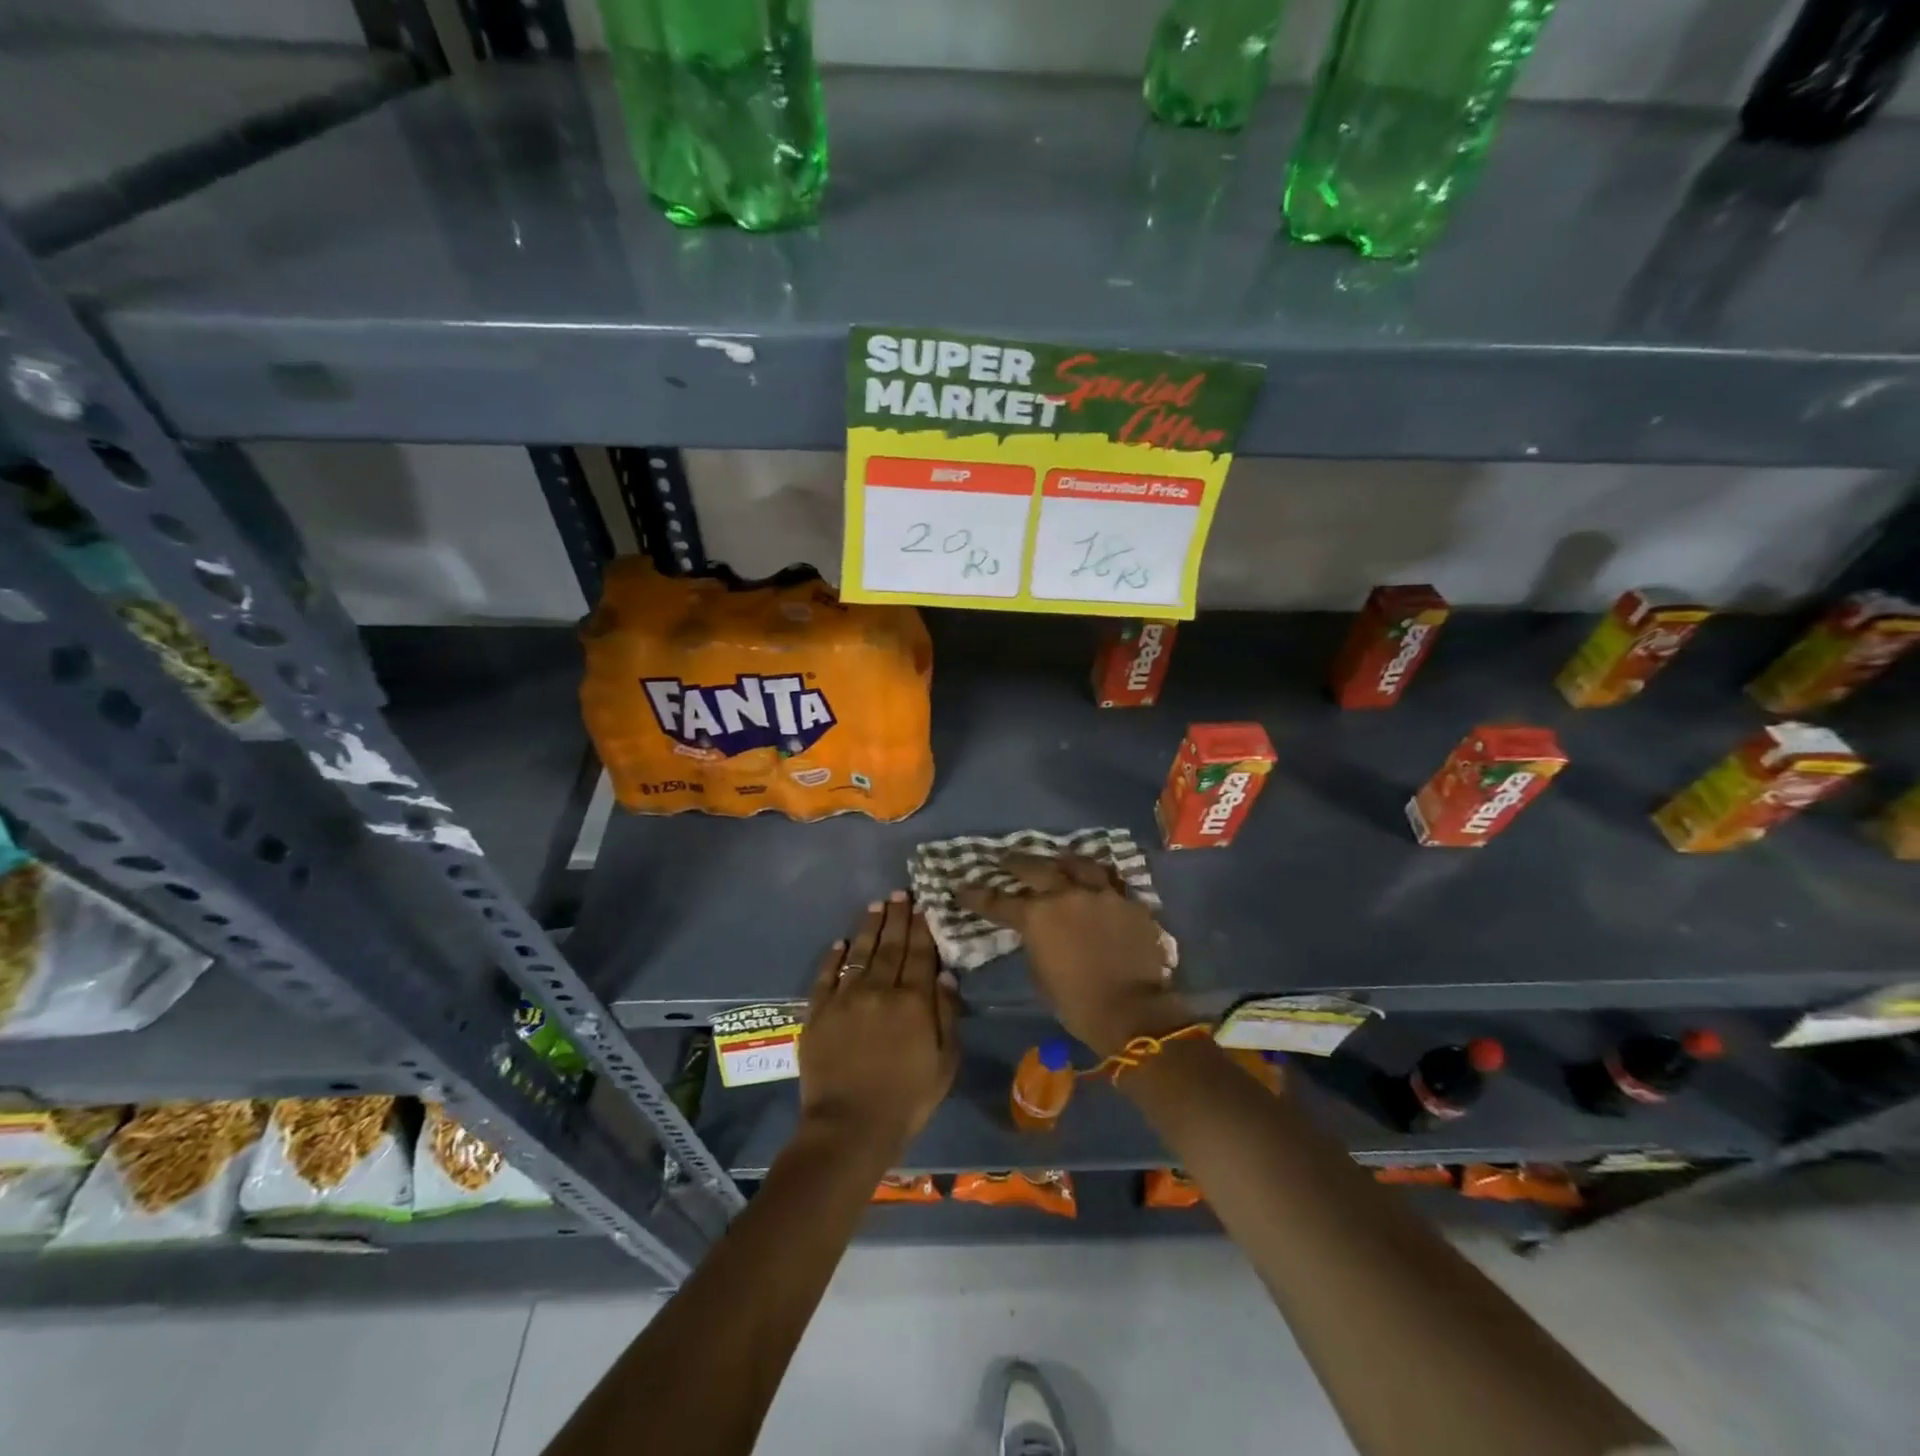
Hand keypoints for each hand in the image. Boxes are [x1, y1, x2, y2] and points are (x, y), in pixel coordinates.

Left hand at [798, 891, 959, 1163]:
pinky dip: (833, 958)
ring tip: (876, 905)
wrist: (849, 1128)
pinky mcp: (818, 1013)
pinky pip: (826, 977)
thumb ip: (946, 1015)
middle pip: (890, 946)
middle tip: (900, 892)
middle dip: (897, 917)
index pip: (919, 954)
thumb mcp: (944, 1063)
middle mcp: (879, 990)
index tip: (924, 904)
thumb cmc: (906, 1100)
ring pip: (860, 953)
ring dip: (869, 927)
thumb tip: (944, 974)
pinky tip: (840, 943)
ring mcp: (845, 999)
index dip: (922, 927)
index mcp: (912, 1001)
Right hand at [957, 853, 1191, 1055]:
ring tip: (1057, 860)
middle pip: (1035, 868)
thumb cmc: (1077, 1003)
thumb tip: (1039, 932)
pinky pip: (1111, 881)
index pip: (998, 901)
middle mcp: (1066, 895)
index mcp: (1037, 917)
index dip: (977, 895)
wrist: (1133, 1010)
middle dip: (1016, 863)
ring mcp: (1101, 893)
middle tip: (1005, 860)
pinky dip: (1098, 879)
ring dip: (1062, 861)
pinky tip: (1096, 881)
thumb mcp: (1041, 975)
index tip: (961, 888)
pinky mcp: (1128, 901)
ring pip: (1078, 864)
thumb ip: (1036, 944)